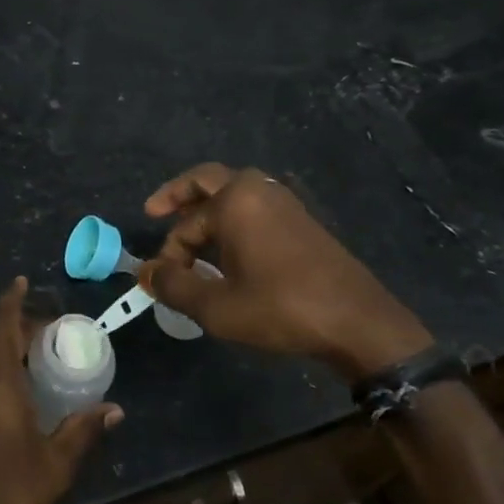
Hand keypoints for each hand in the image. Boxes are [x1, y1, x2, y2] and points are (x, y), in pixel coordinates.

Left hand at [0, 277, 122, 503]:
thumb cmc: (11, 492)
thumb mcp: (57, 462)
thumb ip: (84, 430)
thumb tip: (115, 410)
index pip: (2, 325)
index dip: (12, 300)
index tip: (23, 281)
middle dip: (22, 330)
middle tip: (53, 335)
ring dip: (10, 355)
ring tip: (41, 363)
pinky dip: (0, 376)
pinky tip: (20, 397)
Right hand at [138, 164, 433, 380]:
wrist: (357, 322)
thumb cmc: (280, 308)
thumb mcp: (216, 306)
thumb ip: (174, 286)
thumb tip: (146, 273)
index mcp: (235, 201)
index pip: (185, 224)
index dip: (168, 253)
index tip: (161, 281)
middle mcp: (259, 191)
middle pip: (207, 180)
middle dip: (179, 196)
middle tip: (155, 212)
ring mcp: (284, 203)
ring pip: (233, 193)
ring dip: (207, 209)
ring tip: (190, 236)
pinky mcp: (301, 222)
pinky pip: (255, 208)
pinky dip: (232, 218)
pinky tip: (228, 250)